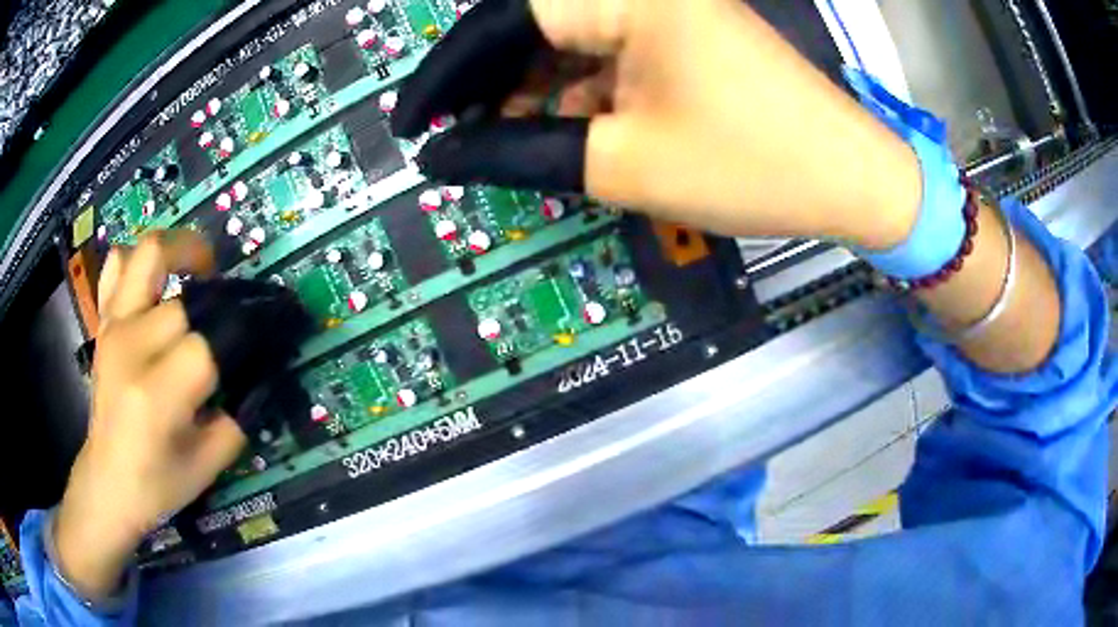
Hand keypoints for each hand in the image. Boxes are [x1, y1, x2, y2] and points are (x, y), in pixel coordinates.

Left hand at [55, 232, 246, 600]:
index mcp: (158, 393)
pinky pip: (118, 265)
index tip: (271, 329)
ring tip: (203, 269)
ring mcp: (114, 327)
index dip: (247, 331)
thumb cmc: (158, 483)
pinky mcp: (104, 322)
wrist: (107, 481)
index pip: (211, 342)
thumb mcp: (210, 463)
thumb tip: (260, 373)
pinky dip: (141, 260)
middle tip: (241, 316)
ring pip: (150, 253)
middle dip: (225, 302)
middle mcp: (132, 347)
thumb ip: (239, 416)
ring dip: (183, 250)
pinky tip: (157, 281)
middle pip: (188, 300)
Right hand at [393, 0, 922, 248]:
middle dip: (486, 85)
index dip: (445, 76)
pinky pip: (603, 54)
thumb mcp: (624, 163)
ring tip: (500, 144)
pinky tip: (561, 129)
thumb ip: (521, 153)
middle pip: (530, 28)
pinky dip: (572, 92)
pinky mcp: (681, 34)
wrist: (851, 178)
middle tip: (452, 139)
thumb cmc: (752, 167)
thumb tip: (444, 157)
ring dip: (527, 92)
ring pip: (564, 42)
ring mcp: (665, 10)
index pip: (502, 23)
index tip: (410, 124)